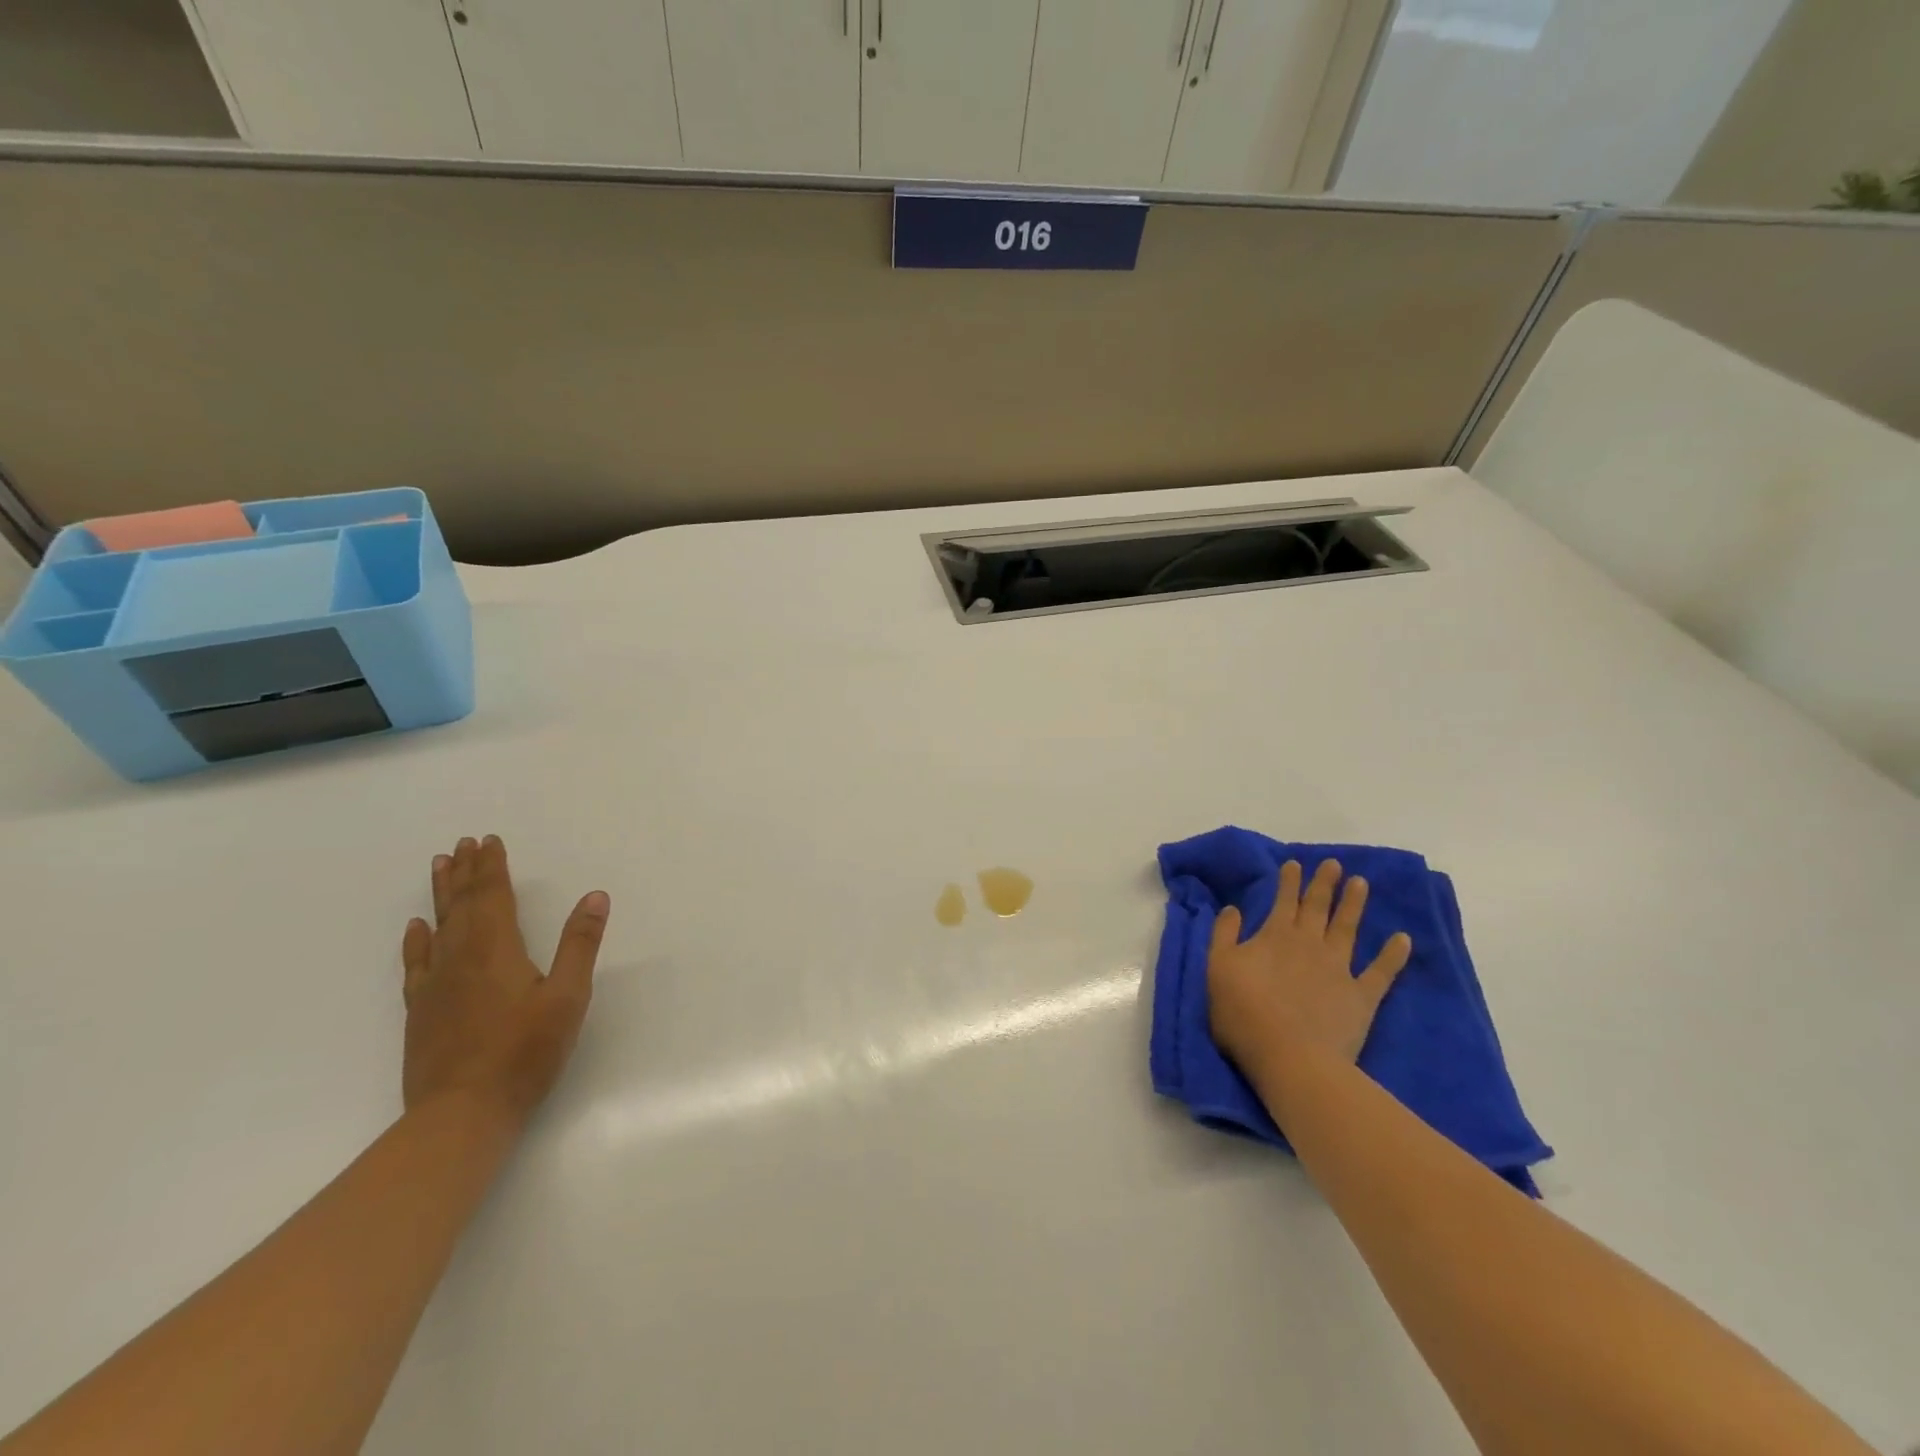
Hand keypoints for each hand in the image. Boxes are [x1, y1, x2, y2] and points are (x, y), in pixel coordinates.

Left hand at [400, 835, 609, 1121]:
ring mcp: (435, 985)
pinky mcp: (421, 1011)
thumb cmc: (525, 1052)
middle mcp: (460, 958)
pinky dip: (416, 941)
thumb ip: (580, 944)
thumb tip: (595, 896)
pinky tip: (416, 928)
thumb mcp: (568, 996)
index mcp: (497, 950)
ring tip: (439, 866)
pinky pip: (416, 963)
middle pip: (461, 905)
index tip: (489, 840)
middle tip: (463, 843)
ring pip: (437, 927)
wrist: (461, 1113)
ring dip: (440, 895)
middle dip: (465, 872)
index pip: (493, 896)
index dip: (492, 867)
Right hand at [1207, 858, 1411, 1081]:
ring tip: (1361, 883)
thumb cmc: (1243, 1012)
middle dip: (1324, 884)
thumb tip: (1233, 908)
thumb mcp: (1218, 967)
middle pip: (1317, 908)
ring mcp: (1339, 969)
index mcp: (1274, 936)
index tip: (1296, 863)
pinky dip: (1392, 955)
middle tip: (1334, 864)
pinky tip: (1403, 939)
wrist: (1289, 1056)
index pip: (1283, 901)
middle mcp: (1309, 944)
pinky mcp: (1361, 997)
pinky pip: (1381, 972)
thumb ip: (1224, 935)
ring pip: (1347, 928)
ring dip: (1354, 905)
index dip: (1289, 881)